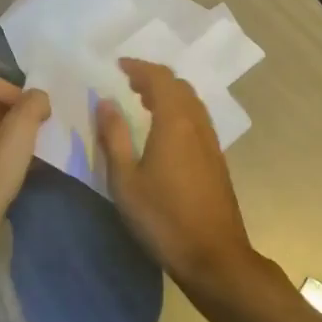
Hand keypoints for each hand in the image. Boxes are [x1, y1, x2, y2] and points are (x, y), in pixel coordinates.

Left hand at [0, 73, 51, 238]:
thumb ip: (33, 104)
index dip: (14, 88)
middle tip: (36, 128)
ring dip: (11, 134)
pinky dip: (3, 154)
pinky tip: (19, 170)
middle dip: (16, 112)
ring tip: (32, 149)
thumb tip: (38, 99)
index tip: (32, 111)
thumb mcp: (20, 130)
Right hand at [95, 59, 258, 289]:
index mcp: (175, 124)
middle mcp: (198, 126)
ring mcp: (211, 144)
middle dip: (154, 78)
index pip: (160, 79)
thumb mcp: (126, 180)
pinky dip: (178, 112)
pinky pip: (197, 121)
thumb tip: (105, 102)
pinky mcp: (216, 161)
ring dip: (169, 95)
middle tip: (128, 83)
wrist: (213, 256)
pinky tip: (163, 132)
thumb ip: (115, 137)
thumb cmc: (162, 218)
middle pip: (180, 87)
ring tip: (143, 102)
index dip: (139, 67)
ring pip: (192, 104)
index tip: (118, 66)